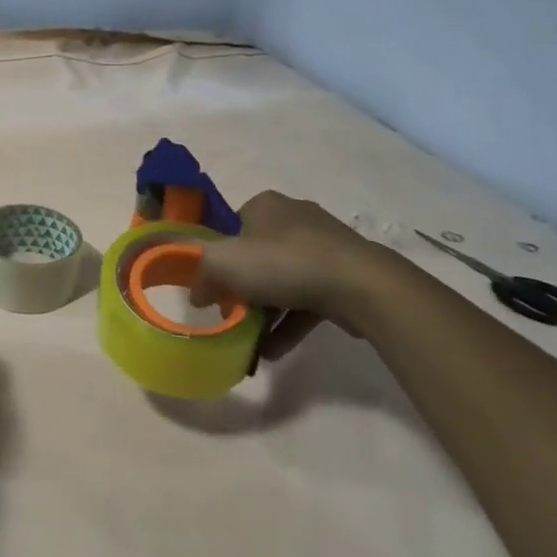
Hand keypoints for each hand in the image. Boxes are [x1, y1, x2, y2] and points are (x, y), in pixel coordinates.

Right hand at [191, 191, 397, 359]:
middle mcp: (294, 218)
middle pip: (256, 255)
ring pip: (283, 280)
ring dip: (265, 312)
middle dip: (242, 288)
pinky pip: (307, 300)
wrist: (360, 286)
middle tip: (229, 314)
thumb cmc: (284, 263)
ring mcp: (323, 248)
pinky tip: (273, 351)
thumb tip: (196, 293)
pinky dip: (289, 323)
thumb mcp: (223, 262)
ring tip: (249, 341)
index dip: (217, 257)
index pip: (231, 227)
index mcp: (265, 205)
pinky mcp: (343, 276)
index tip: (211, 286)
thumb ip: (199, 272)